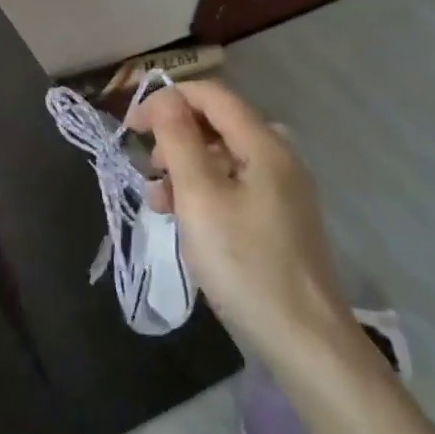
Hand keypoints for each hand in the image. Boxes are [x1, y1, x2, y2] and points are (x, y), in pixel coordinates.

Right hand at [130, 81, 353, 368]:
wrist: (302, 338)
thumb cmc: (243, 262)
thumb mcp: (199, 196)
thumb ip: (179, 140)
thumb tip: (164, 97)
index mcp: (264, 145)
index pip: (212, 95)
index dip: (167, 100)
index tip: (132, 128)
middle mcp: (278, 158)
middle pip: (217, 124)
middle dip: (174, 138)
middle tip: (149, 172)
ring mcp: (281, 190)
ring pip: (221, 157)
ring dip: (184, 168)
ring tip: (159, 202)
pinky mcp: (277, 218)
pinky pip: (232, 185)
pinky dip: (202, 192)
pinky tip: (184, 220)